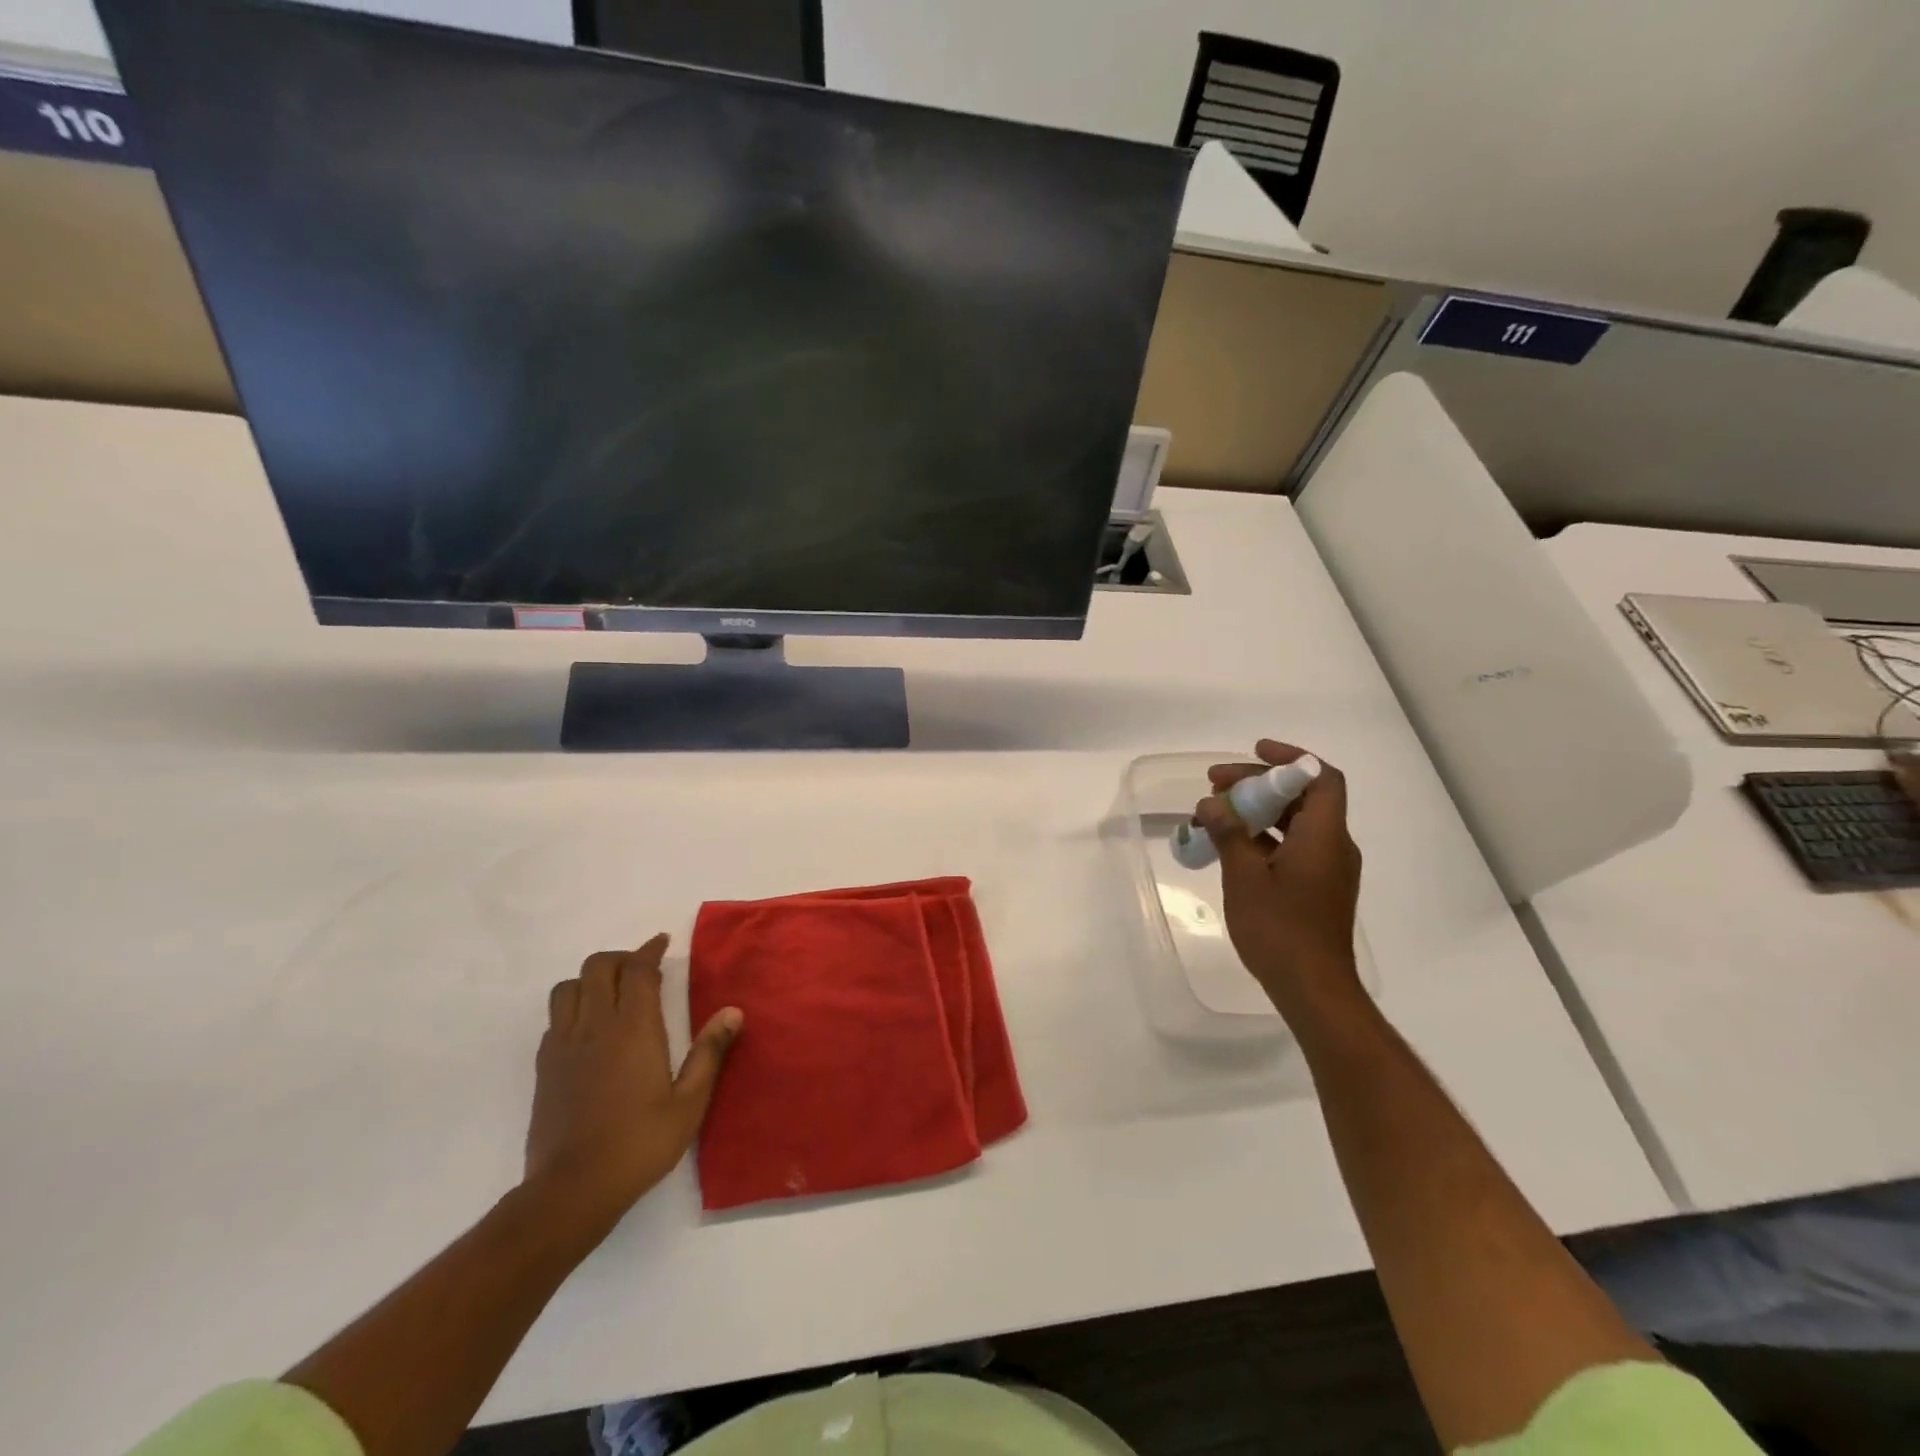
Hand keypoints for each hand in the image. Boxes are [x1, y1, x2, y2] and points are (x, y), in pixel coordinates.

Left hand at [523, 934, 741, 1237]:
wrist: (571, 1190)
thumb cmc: (639, 1144)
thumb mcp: (689, 1103)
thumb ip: (709, 1053)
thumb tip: (733, 1012)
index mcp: (633, 1028)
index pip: (637, 970)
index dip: (649, 950)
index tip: (662, 944)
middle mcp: (595, 1026)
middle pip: (597, 967)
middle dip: (620, 959)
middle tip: (641, 971)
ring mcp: (564, 1045)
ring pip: (567, 988)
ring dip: (590, 980)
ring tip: (611, 995)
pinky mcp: (544, 1067)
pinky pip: (554, 1019)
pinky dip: (572, 1009)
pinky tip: (589, 1030)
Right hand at [1197, 740, 1363, 1017]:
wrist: (1313, 989)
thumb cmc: (1280, 930)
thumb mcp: (1245, 878)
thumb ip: (1230, 834)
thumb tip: (1213, 804)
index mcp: (1323, 836)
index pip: (1321, 778)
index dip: (1290, 757)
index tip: (1254, 751)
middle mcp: (1333, 846)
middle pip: (1302, 797)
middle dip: (1259, 784)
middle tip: (1215, 786)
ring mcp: (1327, 869)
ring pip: (1295, 823)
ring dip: (1258, 812)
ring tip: (1215, 814)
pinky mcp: (1318, 888)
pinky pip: (1293, 846)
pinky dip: (1264, 837)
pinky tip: (1230, 847)